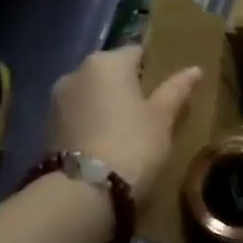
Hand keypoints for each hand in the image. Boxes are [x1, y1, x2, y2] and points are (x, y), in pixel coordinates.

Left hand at [49, 47, 201, 201]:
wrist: (85, 190)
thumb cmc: (133, 144)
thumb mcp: (163, 117)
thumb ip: (177, 90)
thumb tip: (195, 69)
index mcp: (107, 62)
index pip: (137, 52)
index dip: (156, 68)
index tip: (169, 88)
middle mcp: (76, 72)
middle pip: (111, 72)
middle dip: (129, 86)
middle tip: (153, 110)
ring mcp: (57, 99)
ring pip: (93, 94)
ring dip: (109, 105)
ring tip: (130, 129)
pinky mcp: (48, 126)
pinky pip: (80, 114)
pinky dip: (94, 122)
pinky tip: (109, 142)